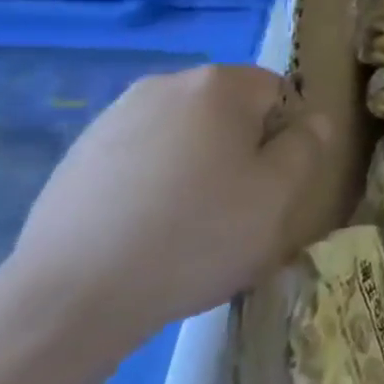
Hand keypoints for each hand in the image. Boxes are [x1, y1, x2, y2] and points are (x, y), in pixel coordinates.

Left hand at [9, 66, 334, 354]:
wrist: (70, 298)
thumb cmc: (196, 236)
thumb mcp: (278, 195)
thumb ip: (307, 146)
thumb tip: (313, 120)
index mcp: (219, 85)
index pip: (277, 93)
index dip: (284, 138)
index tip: (272, 185)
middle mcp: (165, 85)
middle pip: (229, 111)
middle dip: (240, 149)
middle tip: (236, 208)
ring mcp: (113, 118)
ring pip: (184, 135)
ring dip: (197, 166)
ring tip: (187, 224)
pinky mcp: (77, 157)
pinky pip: (141, 158)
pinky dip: (154, 183)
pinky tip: (145, 231)